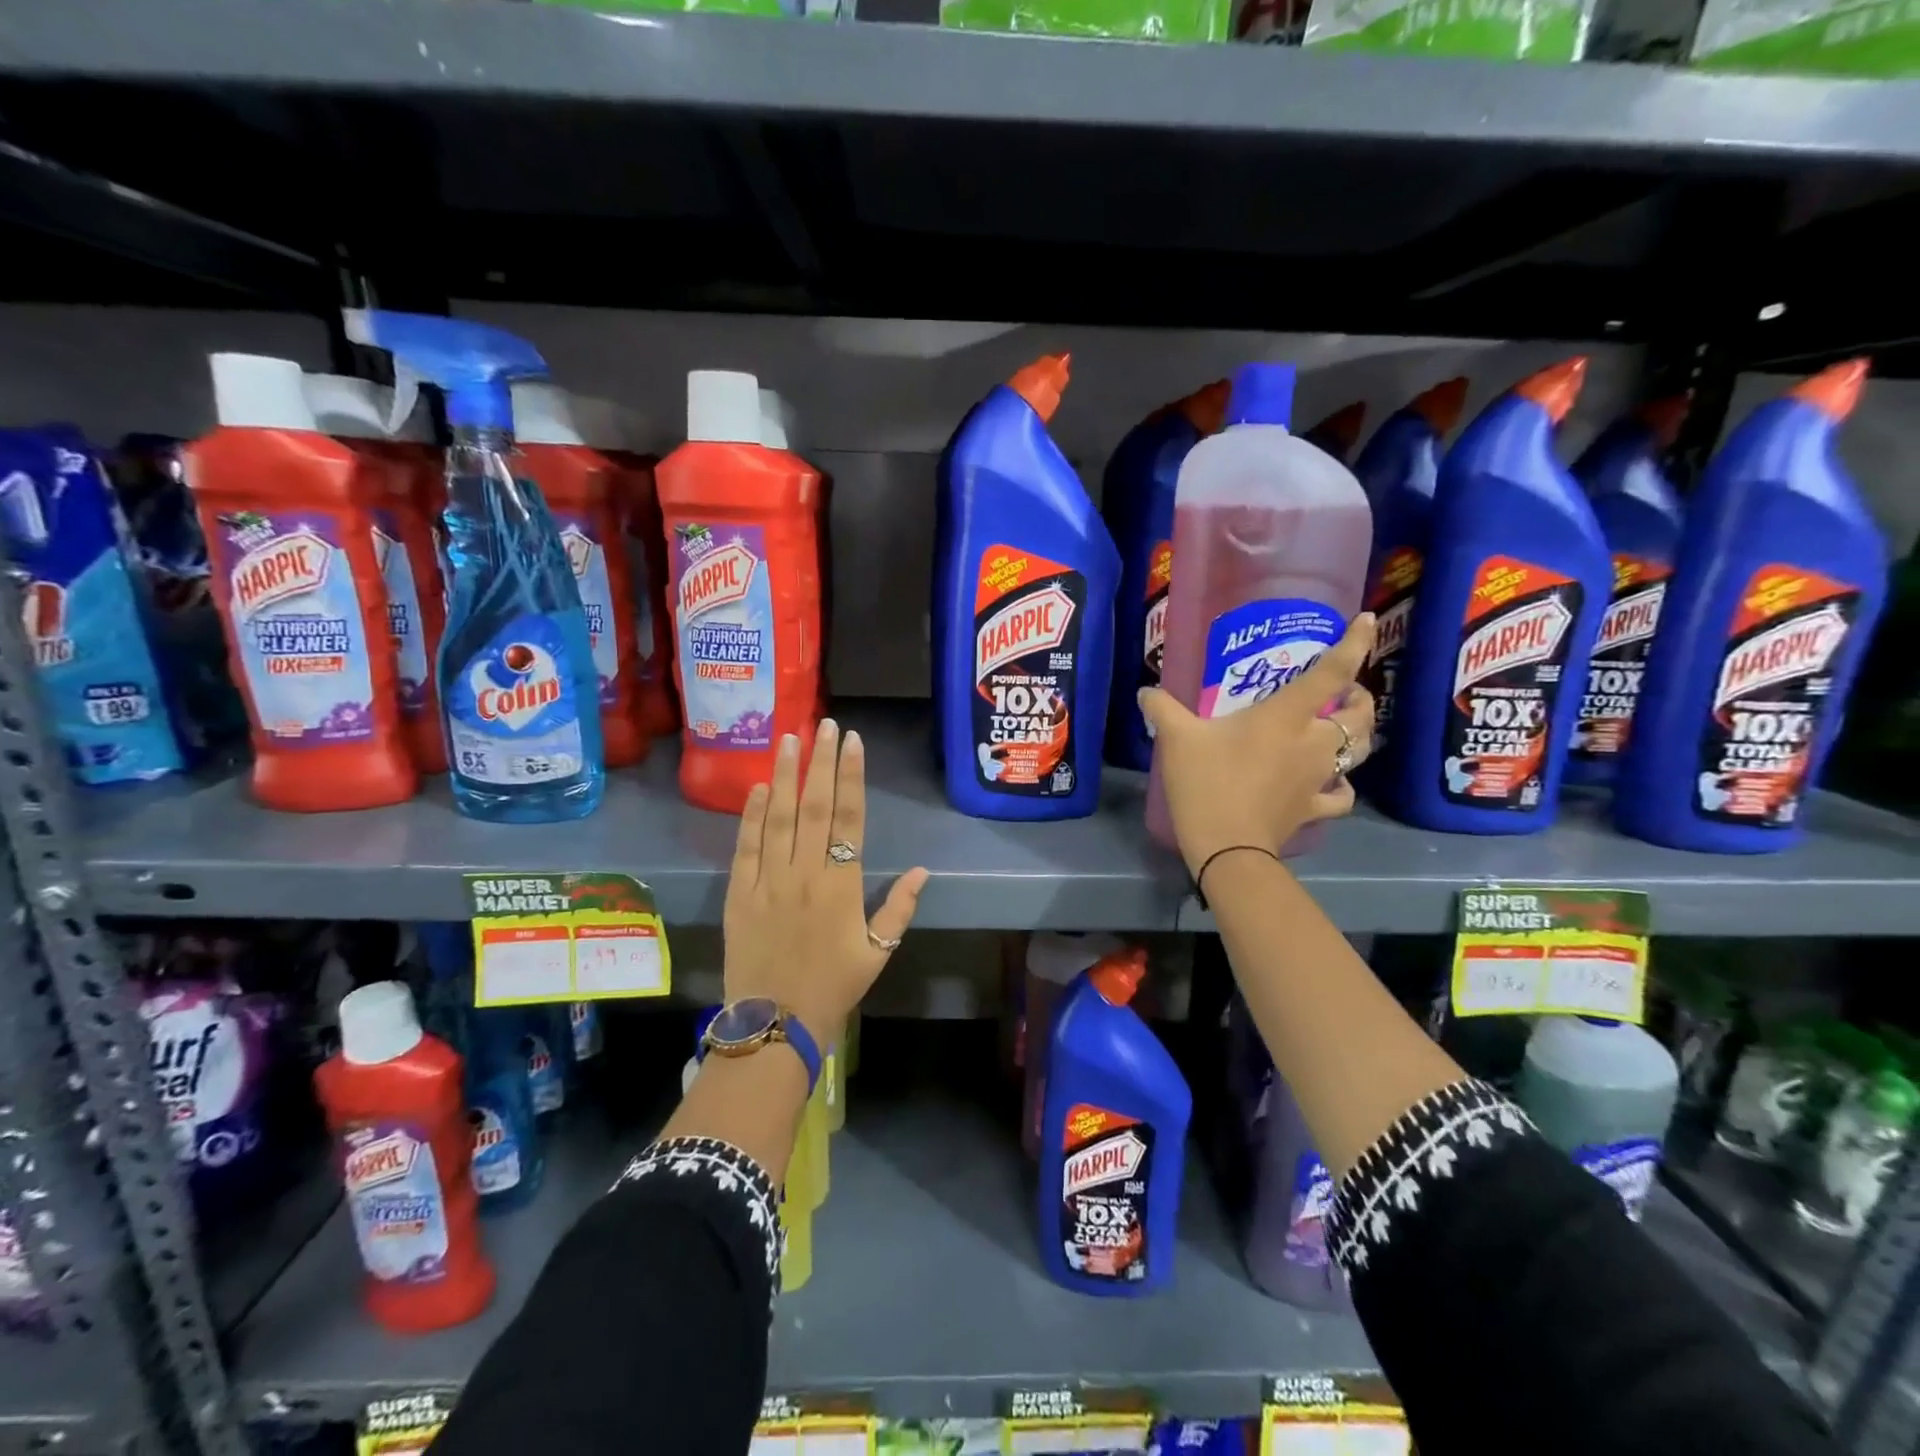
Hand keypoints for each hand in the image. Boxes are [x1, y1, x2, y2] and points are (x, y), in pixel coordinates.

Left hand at [723, 719, 929, 1047]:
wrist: (773, 1024)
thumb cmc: (833, 988)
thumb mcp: (878, 954)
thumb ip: (899, 909)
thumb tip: (922, 871)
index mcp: (842, 886)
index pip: (849, 819)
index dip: (851, 777)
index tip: (852, 742)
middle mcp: (805, 874)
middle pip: (814, 807)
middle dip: (820, 762)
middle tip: (824, 724)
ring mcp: (768, 882)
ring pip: (778, 818)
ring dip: (786, 776)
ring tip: (790, 739)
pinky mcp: (739, 894)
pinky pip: (746, 847)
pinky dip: (752, 815)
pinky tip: (760, 787)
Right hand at [1140, 614, 1376, 877]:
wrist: (1226, 846)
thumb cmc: (1206, 783)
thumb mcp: (1176, 739)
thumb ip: (1162, 708)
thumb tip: (1145, 692)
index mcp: (1286, 716)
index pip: (1332, 672)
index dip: (1354, 643)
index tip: (1366, 621)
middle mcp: (1313, 741)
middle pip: (1360, 714)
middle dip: (1360, 697)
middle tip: (1343, 692)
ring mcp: (1319, 777)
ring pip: (1359, 750)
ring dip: (1358, 735)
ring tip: (1343, 728)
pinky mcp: (1314, 807)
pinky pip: (1342, 795)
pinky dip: (1342, 786)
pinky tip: (1332, 783)